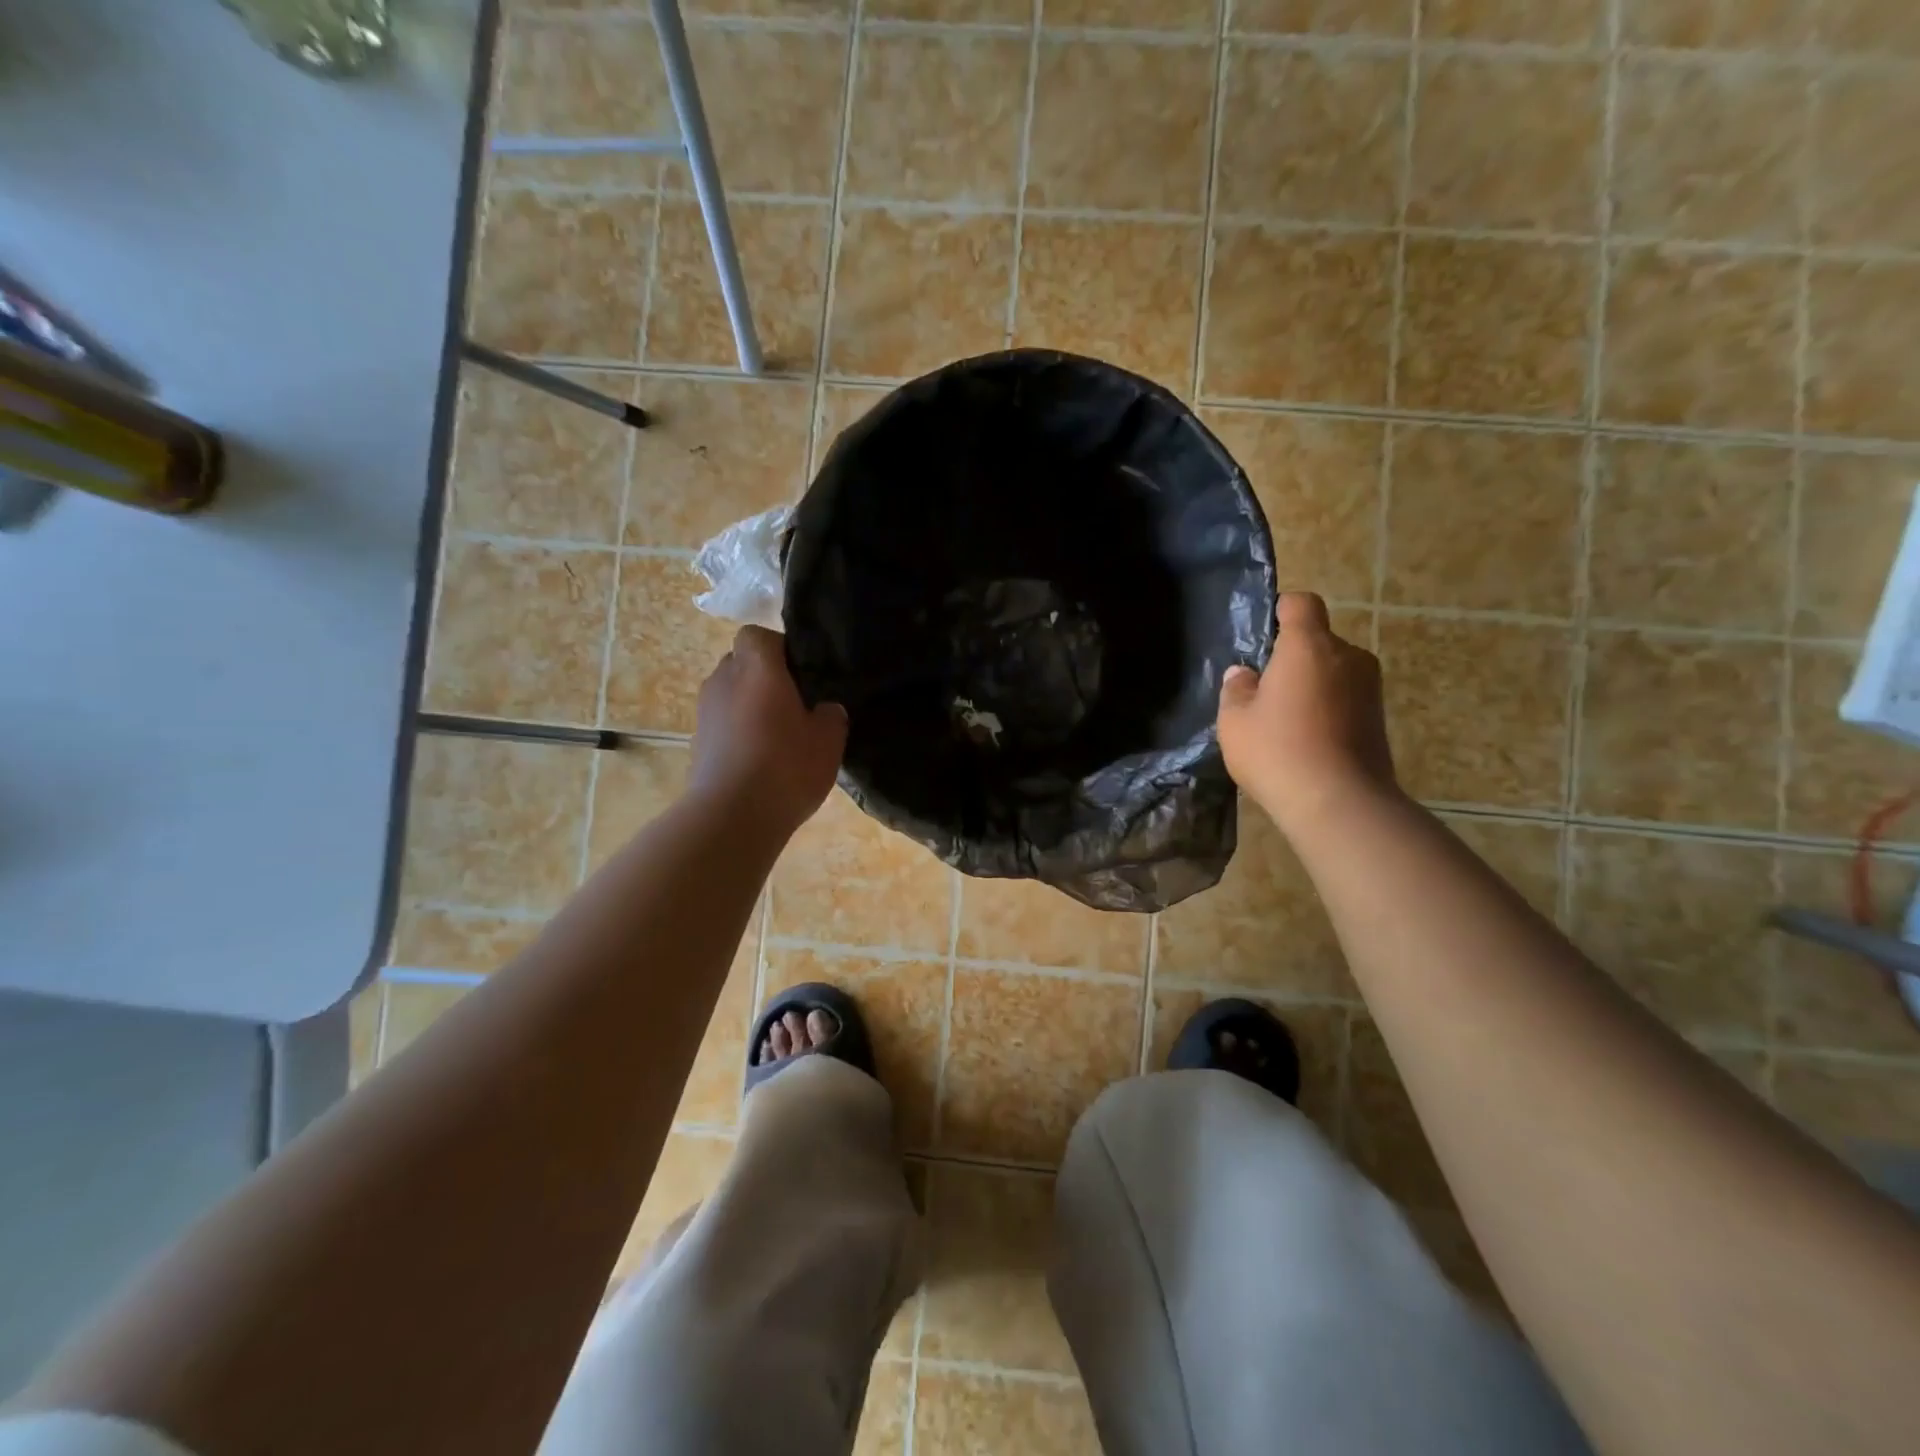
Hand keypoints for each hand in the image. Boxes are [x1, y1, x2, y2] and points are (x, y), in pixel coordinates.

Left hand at [690, 626, 846, 841]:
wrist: (732, 817)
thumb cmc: (786, 767)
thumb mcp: (829, 740)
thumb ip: (831, 715)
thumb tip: (825, 708)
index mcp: (758, 668)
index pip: (757, 635)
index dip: (778, 648)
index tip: (801, 673)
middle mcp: (724, 680)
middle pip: (741, 662)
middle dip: (763, 676)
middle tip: (793, 703)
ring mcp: (705, 711)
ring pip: (729, 693)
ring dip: (748, 705)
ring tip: (776, 734)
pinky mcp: (697, 741)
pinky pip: (721, 722)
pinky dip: (737, 731)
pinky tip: (759, 758)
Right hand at [1217, 592, 1396, 832]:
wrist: (1339, 803)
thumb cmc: (1277, 751)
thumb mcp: (1234, 721)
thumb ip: (1236, 689)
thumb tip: (1244, 674)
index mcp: (1308, 646)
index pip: (1302, 604)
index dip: (1283, 609)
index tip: (1265, 631)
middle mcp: (1347, 656)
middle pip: (1318, 641)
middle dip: (1293, 657)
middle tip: (1265, 690)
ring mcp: (1370, 688)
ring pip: (1334, 672)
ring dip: (1312, 685)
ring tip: (1286, 720)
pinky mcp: (1380, 718)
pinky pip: (1346, 699)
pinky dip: (1328, 709)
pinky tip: (1307, 740)